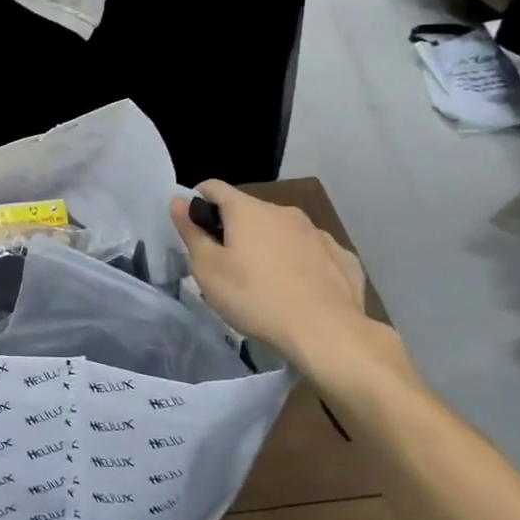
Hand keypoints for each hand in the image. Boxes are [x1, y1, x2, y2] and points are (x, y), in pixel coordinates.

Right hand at [170, 180, 377, 383]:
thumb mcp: (208, 270)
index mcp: (248, 210)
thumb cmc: (255, 297)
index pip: (214, 187)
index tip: (194, 227)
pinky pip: (311, 252)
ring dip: (268, 246)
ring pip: (282, 231)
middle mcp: (283, 211)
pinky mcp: (342, 256)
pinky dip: (299, 263)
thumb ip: (191, 232)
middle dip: (234, 230)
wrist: (326, 331)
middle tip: (226, 266)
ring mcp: (317, 233)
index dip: (198, 201)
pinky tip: (299, 290)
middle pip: (249, 211)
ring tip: (264, 282)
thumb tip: (178, 200)